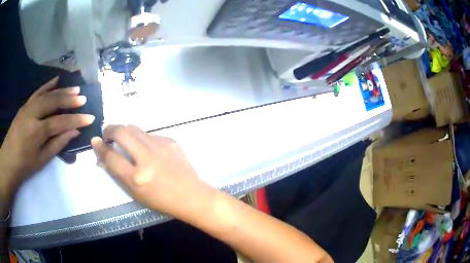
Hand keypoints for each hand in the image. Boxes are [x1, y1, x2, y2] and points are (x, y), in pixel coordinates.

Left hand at [0, 77, 94, 191]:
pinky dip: (47, 85)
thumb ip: (58, 144)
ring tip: (75, 88)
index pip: (60, 122)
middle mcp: (32, 114)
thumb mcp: (42, 160)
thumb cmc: (25, 165)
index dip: (76, 119)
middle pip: (53, 102)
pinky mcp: (25, 105)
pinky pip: (37, 92)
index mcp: (37, 132)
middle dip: (70, 99)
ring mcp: (28, 107)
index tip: (90, 117)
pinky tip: (56, 80)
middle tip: (83, 98)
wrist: (8, 160)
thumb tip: (74, 132)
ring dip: (62, 90)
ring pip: (47, 94)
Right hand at [91, 125, 214, 218]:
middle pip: (121, 132)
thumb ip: (117, 173)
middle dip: (110, 129)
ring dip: (125, 132)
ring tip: (124, 139)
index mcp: (137, 177)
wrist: (191, 195)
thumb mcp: (135, 193)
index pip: (111, 156)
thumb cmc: (161, 200)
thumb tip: (101, 157)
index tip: (95, 141)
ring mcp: (161, 147)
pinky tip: (145, 148)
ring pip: (134, 128)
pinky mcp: (171, 141)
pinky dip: (141, 138)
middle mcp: (147, 158)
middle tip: (108, 134)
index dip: (100, 147)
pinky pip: (149, 134)